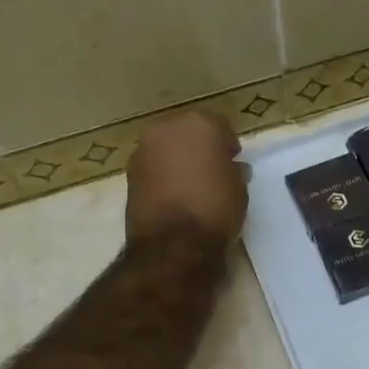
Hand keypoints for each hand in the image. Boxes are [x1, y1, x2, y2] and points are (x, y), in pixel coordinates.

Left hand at [125, 111, 247, 248]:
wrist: (173, 244)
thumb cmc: (215, 208)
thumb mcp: (239, 188)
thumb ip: (233, 170)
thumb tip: (230, 168)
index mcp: (199, 124)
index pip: (219, 126)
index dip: (227, 145)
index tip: (232, 162)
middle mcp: (166, 128)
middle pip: (188, 132)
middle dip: (199, 148)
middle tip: (211, 171)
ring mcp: (143, 150)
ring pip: (167, 149)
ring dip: (177, 161)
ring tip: (191, 186)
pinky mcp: (129, 174)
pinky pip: (153, 168)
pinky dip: (162, 176)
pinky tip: (174, 196)